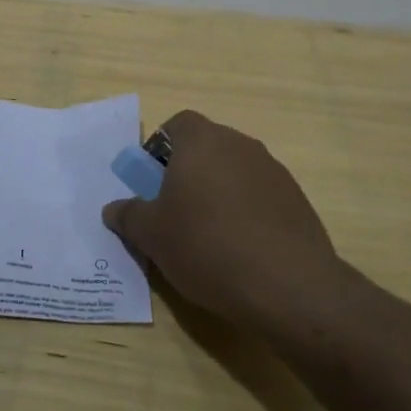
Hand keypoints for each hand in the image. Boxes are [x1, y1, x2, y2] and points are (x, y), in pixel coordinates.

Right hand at [101, 110, 351, 333]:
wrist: (288, 286)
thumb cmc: (206, 246)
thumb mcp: (151, 235)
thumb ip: (128, 215)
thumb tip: (114, 209)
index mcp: (202, 141)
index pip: (177, 124)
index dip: (160, 149)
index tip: (152, 183)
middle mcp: (240, 144)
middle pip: (206, 147)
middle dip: (187, 173)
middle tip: (174, 212)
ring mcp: (274, 171)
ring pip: (234, 172)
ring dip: (218, 193)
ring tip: (208, 237)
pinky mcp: (297, 200)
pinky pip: (259, 196)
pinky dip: (246, 213)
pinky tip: (240, 250)